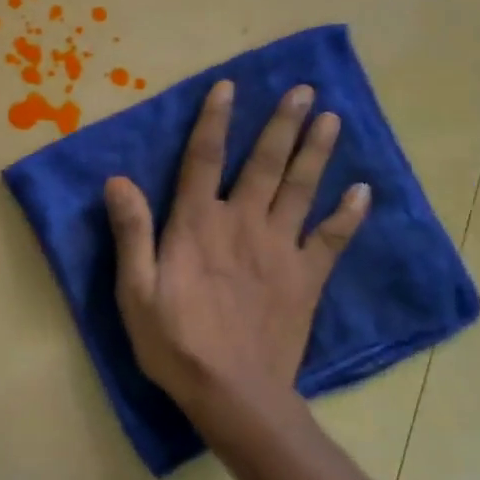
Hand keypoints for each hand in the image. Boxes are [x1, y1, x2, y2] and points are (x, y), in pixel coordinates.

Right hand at [104, 81, 368, 423]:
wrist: (234, 394)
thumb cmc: (175, 342)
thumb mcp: (135, 289)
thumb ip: (130, 232)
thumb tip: (117, 180)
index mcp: (197, 224)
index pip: (204, 158)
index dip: (214, 120)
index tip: (229, 86)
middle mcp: (242, 223)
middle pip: (265, 163)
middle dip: (283, 124)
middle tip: (305, 91)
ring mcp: (281, 249)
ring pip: (301, 189)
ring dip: (317, 152)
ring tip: (333, 119)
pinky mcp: (307, 278)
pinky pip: (333, 238)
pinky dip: (349, 213)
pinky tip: (362, 190)